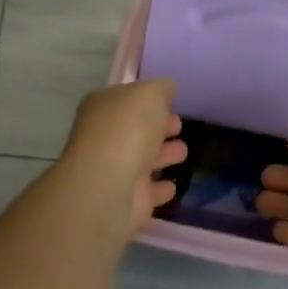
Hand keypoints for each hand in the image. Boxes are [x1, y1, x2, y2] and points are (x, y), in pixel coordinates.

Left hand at [56, 80, 187, 234]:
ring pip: (144, 160)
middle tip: (179, 125)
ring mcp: (115, 170)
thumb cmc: (128, 128)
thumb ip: (161, 88)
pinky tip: (173, 186)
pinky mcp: (128, 200)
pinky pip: (149, 191)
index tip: (171, 102)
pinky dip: (160, 188)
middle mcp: (105, 137)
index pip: (127, 99)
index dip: (149, 99)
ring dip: (163, 155)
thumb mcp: (150, 93)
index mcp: (104, 107)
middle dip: (158, 127)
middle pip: (136, 129)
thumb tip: (167, 89)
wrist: (110, 183)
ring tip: (183, 151)